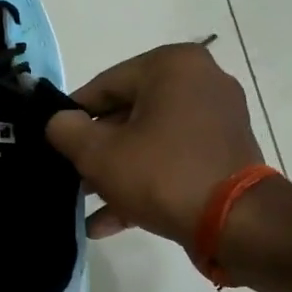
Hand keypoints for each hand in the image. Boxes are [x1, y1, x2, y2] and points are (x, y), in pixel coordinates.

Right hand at [45, 43, 265, 243]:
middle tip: (70, 178)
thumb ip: (66, 130)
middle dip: (96, 151)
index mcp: (172, 66)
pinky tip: (109, 220)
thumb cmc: (162, 174)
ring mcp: (217, 119)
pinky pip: (173, 160)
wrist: (236, 224)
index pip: (104, 86)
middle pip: (127, 114)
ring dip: (116, 172)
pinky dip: (144, 183)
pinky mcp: (225, 153)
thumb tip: (59, 122)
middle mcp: (200, 82)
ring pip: (149, 141)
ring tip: (86, 203)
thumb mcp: (98, 153)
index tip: (55, 144)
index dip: (72, 117)